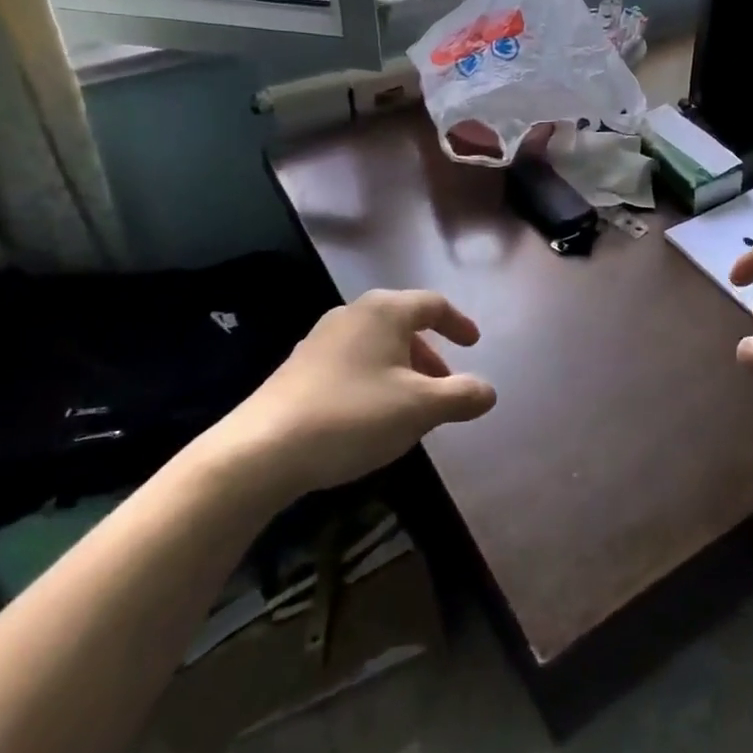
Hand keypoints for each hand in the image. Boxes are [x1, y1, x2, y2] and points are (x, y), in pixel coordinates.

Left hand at [205, 289, 496, 496]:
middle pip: (404, 324)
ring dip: (403, 369)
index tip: (474, 344)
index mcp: (385, 311)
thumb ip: (462, 396)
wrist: (263, 449)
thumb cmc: (353, 415)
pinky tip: (372, 416)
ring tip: (412, 406)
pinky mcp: (300, 367)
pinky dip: (375, 379)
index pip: (433, 304)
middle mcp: (353, 314)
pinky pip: (353, 362)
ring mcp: (321, 339)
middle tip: (445, 385)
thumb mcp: (420, 408)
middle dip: (430, 354)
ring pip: (377, 345)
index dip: (458, 323)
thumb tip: (489, 391)